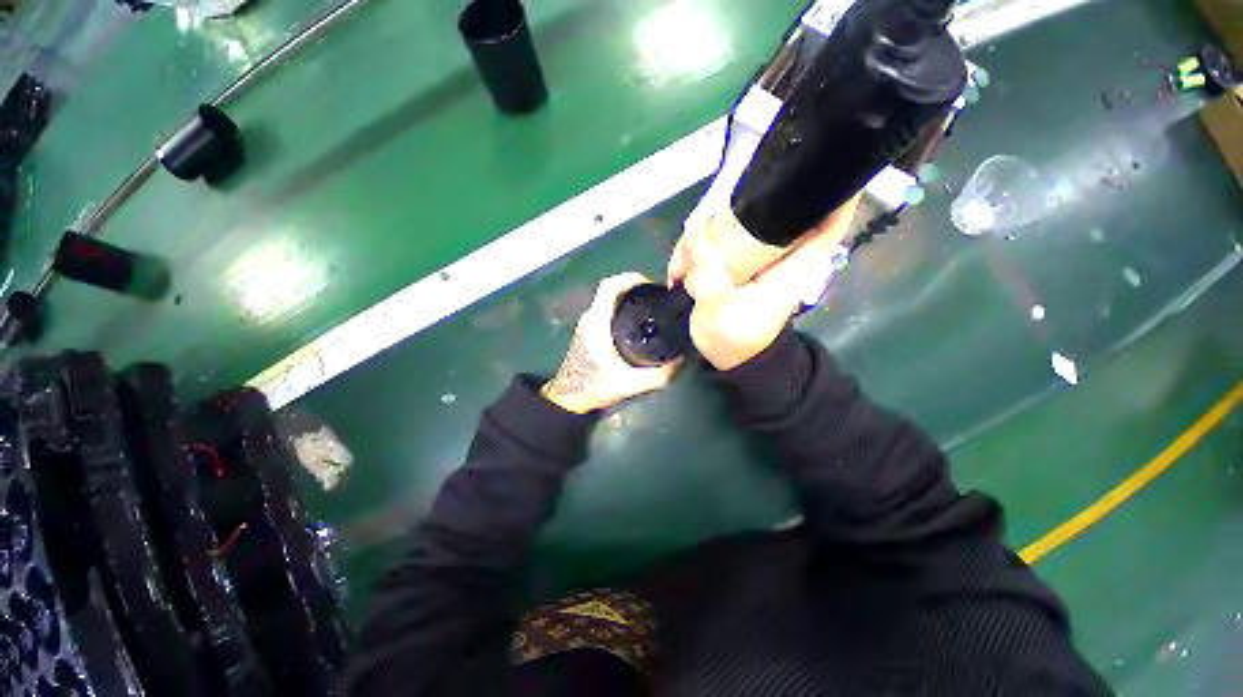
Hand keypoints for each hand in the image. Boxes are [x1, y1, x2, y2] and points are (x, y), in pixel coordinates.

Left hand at [540, 273, 682, 412]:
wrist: (569, 400)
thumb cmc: (594, 389)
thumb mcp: (631, 384)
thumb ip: (659, 375)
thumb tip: (683, 359)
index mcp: (596, 324)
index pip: (609, 287)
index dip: (631, 278)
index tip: (652, 285)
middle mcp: (589, 318)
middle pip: (610, 289)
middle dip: (634, 287)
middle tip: (657, 297)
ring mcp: (586, 323)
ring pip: (607, 299)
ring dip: (627, 297)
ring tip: (650, 306)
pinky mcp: (587, 330)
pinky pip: (605, 308)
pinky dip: (621, 307)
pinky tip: (636, 321)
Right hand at [669, 196, 860, 370]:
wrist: (729, 356)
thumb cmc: (738, 339)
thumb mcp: (722, 313)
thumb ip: (710, 277)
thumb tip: (695, 236)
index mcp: (796, 258)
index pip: (830, 212)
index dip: (832, 180)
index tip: (810, 155)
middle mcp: (779, 246)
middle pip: (765, 203)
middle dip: (725, 209)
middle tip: (693, 239)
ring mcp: (754, 248)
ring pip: (730, 217)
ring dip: (699, 234)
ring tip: (680, 267)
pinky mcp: (733, 255)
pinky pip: (712, 235)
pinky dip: (692, 246)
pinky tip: (678, 270)